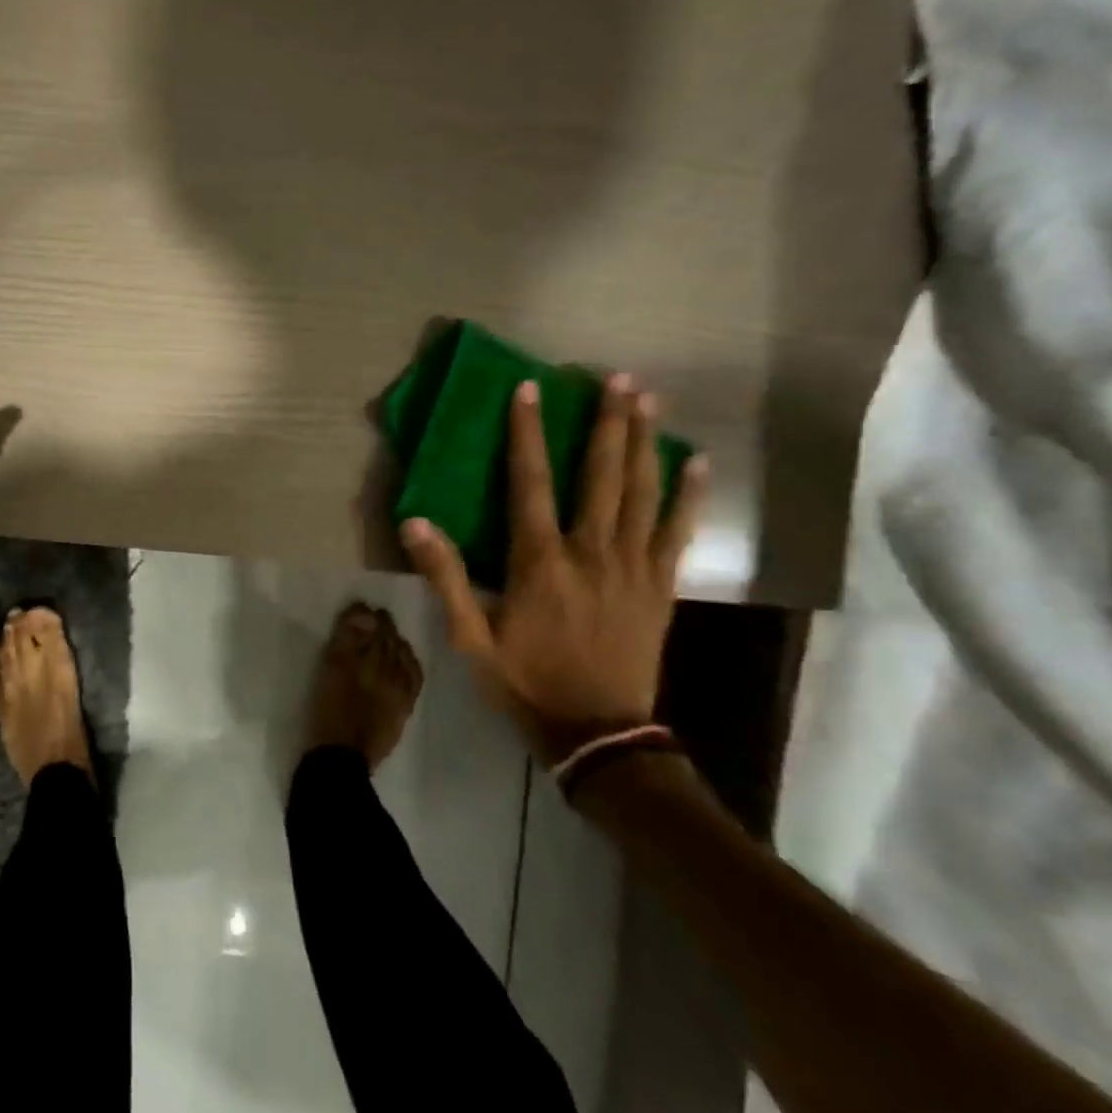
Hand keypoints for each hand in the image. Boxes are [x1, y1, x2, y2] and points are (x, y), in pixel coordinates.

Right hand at [400, 375, 705, 764]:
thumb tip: (415, 522)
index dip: (527, 434)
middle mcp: (591, 553)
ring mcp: (633, 568)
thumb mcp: (470, 637)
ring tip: (650, 401)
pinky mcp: (661, 587)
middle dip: (607, 424)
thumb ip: (447, 577)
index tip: (530, 389)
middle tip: (617, 379)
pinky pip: (678, 532)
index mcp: (540, 562)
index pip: (530, 483)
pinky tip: (696, 463)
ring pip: (643, 494)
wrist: (598, 733)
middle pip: (602, 477)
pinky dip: (688, 496)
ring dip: (645, 444)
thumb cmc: (526, 681)